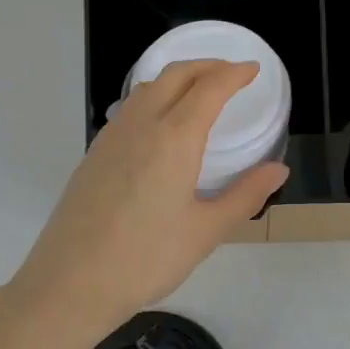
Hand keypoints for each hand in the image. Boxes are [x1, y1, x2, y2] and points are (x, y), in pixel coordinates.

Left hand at [0, 59, 288, 348]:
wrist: (71, 283)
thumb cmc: (146, 258)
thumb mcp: (206, 231)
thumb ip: (245, 195)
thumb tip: (278, 169)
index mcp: (174, 138)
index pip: (209, 88)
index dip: (234, 74)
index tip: (253, 70)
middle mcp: (142, 125)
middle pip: (176, 75)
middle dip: (207, 66)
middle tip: (231, 74)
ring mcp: (112, 136)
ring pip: (148, 87)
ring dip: (178, 78)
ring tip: (199, 92)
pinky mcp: (94, 153)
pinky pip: (130, 108)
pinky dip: (154, 97)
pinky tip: (161, 124)